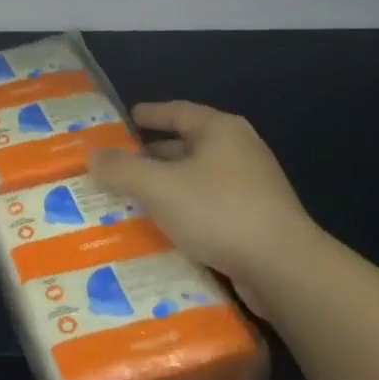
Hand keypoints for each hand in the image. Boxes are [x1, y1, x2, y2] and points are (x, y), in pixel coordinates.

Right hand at [89, 100, 326, 309]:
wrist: (284, 268)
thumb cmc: (218, 211)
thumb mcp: (158, 187)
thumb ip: (121, 169)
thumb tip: (94, 156)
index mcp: (219, 130)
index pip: (177, 111)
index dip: (149, 114)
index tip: (126, 119)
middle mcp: (240, 150)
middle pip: (188, 144)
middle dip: (154, 155)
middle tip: (121, 164)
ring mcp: (253, 186)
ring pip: (198, 178)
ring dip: (169, 186)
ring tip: (135, 198)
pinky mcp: (258, 220)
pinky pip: (211, 206)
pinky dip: (187, 210)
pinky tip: (166, 227)